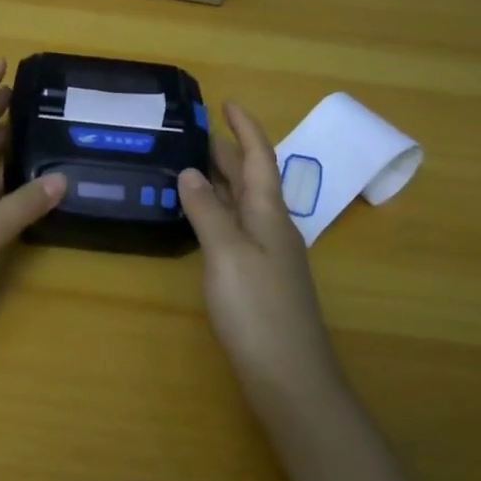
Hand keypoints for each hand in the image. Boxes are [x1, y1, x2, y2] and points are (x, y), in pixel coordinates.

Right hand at [179, 102, 342, 408]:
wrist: (291, 379)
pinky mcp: (258, 278)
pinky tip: (199, 217)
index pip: (259, 157)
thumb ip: (207, 211)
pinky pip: (236, 227)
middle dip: (228, 150)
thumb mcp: (226, 253)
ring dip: (221, 179)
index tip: (227, 101)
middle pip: (251, 178)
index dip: (245, 128)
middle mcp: (272, 226)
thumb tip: (190, 172)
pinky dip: (217, 210)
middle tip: (195, 130)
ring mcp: (267, 254)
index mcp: (269, 213)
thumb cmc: (258, 309)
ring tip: (191, 163)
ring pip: (243, 203)